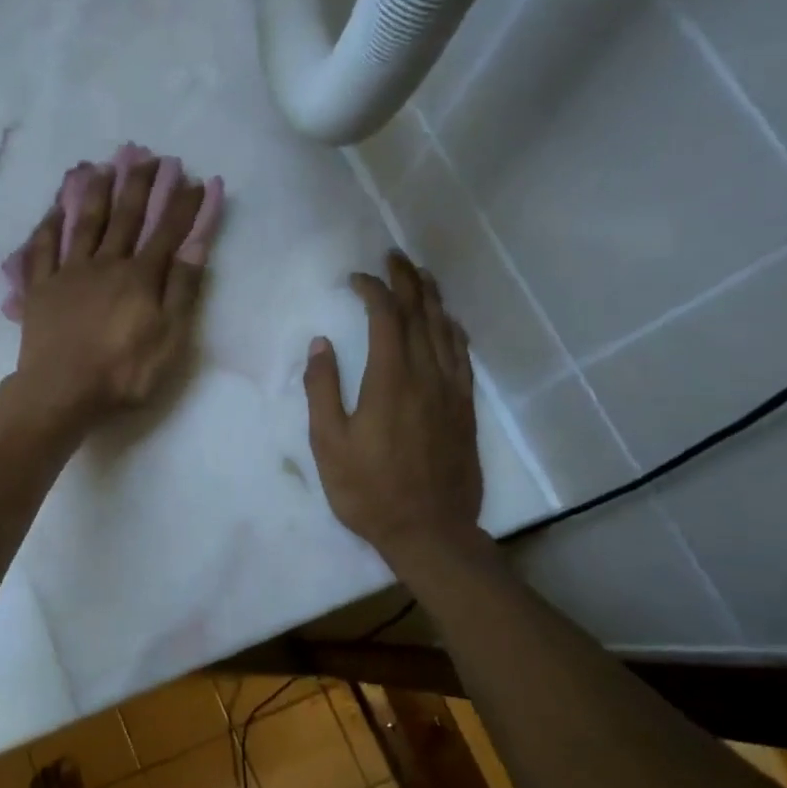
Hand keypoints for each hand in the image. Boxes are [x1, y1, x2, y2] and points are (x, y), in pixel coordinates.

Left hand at [13, 158, 213, 428]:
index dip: (183, 206)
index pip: (167, 232)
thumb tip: (196, 247)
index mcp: (140, 277)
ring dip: (93, 193)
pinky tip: (53, 209)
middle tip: (146, 156)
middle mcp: (105, 263)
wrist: (61, 391)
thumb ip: (182, 292)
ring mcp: (69, 272)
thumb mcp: (169, 340)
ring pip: (83, 223)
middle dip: (139, 185)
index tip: (195, 180)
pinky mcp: (40, 288)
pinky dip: (49, 225)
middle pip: (125, 217)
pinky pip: (43, 248)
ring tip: (101, 166)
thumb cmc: (122, 373)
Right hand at [305, 253, 483, 559]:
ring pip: (445, 330)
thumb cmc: (369, 490)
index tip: (355, 278)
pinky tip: (447, 322)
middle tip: (394, 257)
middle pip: (421, 313)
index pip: (386, 317)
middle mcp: (427, 375)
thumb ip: (322, 390)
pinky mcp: (465, 407)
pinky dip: (452, 330)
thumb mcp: (329, 444)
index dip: (372, 290)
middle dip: (407, 280)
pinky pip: (462, 355)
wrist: (430, 530)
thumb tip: (321, 344)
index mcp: (390, 380)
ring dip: (432, 298)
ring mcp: (452, 390)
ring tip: (421, 275)